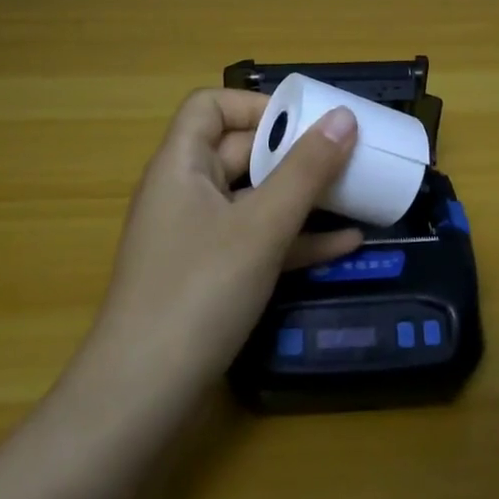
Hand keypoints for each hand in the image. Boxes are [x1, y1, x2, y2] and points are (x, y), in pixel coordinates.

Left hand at [82, 89, 361, 399]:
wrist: (143, 394)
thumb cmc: (199, 291)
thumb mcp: (261, 226)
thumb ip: (306, 170)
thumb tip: (344, 116)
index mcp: (181, 165)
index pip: (210, 106)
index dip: (256, 105)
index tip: (306, 121)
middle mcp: (185, 192)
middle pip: (239, 151)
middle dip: (293, 150)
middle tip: (346, 154)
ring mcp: (197, 237)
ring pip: (254, 198)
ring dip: (302, 196)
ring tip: (355, 193)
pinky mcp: (210, 275)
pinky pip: (256, 240)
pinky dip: (295, 238)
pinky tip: (344, 245)